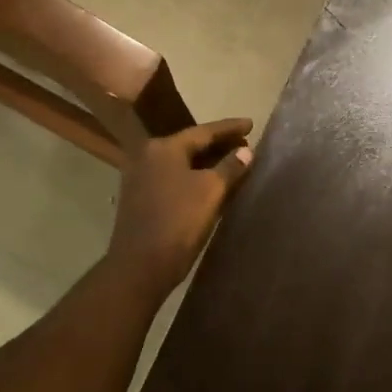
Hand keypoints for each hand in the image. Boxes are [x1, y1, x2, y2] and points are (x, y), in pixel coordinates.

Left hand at [105, 119, 254, 296]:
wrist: (140, 267)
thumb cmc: (178, 222)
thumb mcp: (211, 192)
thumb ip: (230, 167)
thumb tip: (246, 152)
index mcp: (164, 148)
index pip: (204, 131)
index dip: (230, 128)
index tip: (251, 124)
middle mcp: (148, 156)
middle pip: (191, 145)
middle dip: (219, 145)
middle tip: (246, 144)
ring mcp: (141, 178)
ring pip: (182, 163)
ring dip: (208, 162)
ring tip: (234, 162)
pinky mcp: (141, 198)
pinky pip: (174, 178)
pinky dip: (194, 177)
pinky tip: (212, 184)